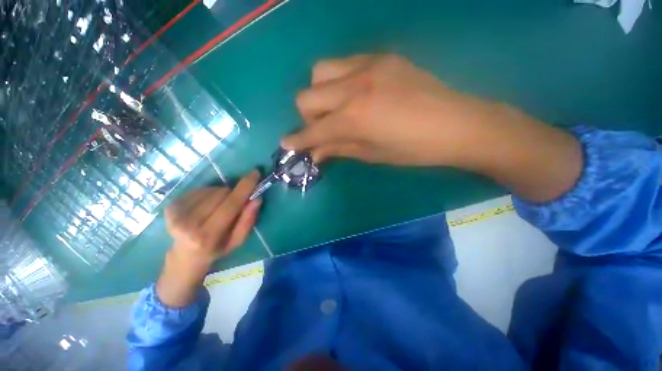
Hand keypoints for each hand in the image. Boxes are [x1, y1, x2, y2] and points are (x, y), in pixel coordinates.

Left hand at [156, 171, 260, 306]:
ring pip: (211, 189)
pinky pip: (199, 189)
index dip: (245, 187)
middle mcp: (188, 223)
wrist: (185, 256)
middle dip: (233, 193)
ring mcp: (176, 213)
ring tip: (218, 206)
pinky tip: (206, 205)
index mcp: (207, 235)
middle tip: (233, 203)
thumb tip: (256, 199)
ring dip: (220, 194)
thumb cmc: (217, 248)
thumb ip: (248, 220)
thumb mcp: (238, 240)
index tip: (255, 173)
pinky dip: (208, 193)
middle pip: (221, 193)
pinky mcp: (171, 206)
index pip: (231, 204)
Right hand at [281, 54, 498, 167]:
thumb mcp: (373, 155)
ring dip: (320, 94)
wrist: (458, 124)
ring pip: (320, 72)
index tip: (287, 144)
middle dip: (308, 116)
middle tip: (323, 128)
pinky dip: (339, 81)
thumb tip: (315, 153)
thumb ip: (339, 149)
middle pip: (306, 96)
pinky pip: (345, 64)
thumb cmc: (414, 149)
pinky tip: (356, 94)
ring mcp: (368, 66)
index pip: (313, 131)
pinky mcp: (382, 57)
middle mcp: (354, 87)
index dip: (297, 140)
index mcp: (354, 118)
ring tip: (337, 108)